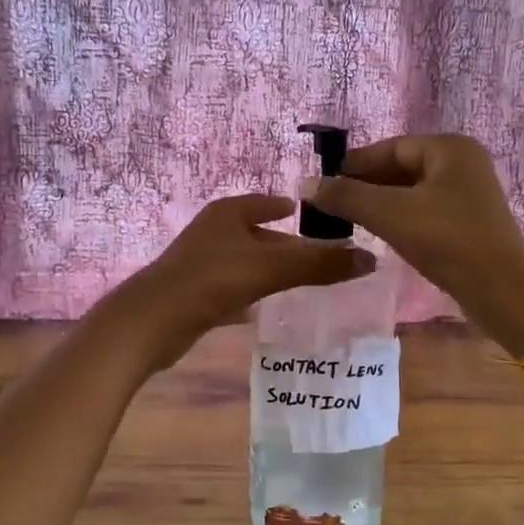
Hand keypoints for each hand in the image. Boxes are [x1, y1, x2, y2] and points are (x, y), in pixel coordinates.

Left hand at [103, 195, 374, 370]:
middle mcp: (212, 233)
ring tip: (302, 284)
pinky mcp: (194, 295)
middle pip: (258, 235)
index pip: (265, 202)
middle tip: (321, 258)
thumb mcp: (272, 269)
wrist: (153, 322)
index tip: (313, 216)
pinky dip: (250, 295)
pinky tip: (265, 308)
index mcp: (228, 213)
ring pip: (245, 264)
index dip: (289, 208)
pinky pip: (232, 289)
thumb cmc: (212, 280)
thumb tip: (371, 260)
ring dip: (270, 272)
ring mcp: (200, 264)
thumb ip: (319, 265)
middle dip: (286, 246)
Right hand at [305, 135, 523, 356]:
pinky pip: (426, 209)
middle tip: (333, 203)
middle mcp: (463, 163)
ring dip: (382, 202)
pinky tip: (381, 232)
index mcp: (450, 149)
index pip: (391, 148)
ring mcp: (470, 193)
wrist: (499, 288)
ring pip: (413, 190)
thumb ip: (347, 196)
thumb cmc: (446, 240)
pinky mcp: (470, 221)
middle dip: (367, 184)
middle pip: (402, 167)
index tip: (325, 181)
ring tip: (350, 219)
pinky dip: (401, 217)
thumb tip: (306, 184)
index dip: (355, 164)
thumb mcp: (390, 214)